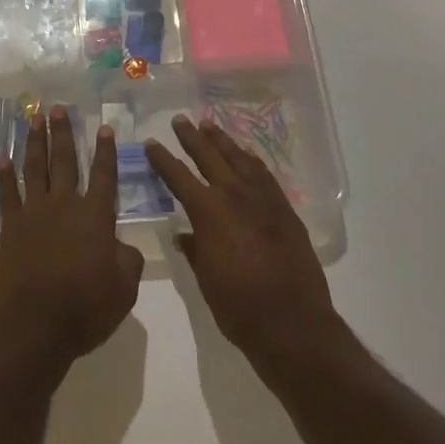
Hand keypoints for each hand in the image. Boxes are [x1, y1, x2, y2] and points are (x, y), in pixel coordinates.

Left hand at [0, 106, 144, 376]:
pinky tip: (3, 159)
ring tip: (35, 118)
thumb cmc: (84, 310)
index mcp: (95, 217)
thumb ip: (127, 261)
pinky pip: (7, 194)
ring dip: (35, 141)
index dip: (105, 151)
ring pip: (35, 168)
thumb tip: (122, 246)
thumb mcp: (123, 290)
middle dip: (63, 133)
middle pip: (64, 161)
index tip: (104, 127)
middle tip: (59, 107)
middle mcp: (65, 206)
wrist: (32, 327)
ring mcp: (34, 214)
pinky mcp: (10, 228)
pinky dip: (5, 176)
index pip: (104, 175)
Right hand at [146, 116, 339, 378]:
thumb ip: (195, 250)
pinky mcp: (285, 209)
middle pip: (209, 156)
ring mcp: (263, 199)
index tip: (150, 143)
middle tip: (180, 119)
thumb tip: (184, 235)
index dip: (162, 159)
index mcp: (209, 213)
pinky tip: (246, 155)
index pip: (178, 177)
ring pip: (239, 158)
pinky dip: (250, 160)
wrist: (293, 324)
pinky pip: (264, 174)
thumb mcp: (205, 280)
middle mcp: (235, 196)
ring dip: (222, 141)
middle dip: (191, 137)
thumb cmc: (240, 307)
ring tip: (209, 126)